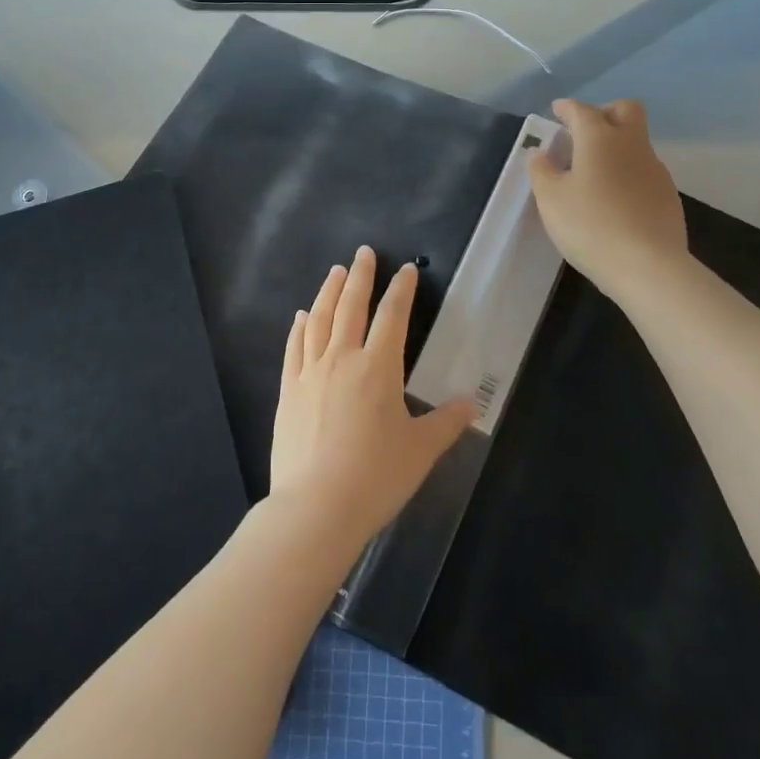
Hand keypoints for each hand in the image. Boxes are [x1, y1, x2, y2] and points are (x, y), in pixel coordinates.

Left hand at [269, 247, 474, 544]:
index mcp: (378, 368)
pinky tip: (301, 316)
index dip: (400, 290)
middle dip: (360, 276)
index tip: (404, 269)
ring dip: (328, 292)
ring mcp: (310, 372)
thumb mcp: (421, 450)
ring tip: (334, 272)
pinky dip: (299, 327)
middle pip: (351, 306)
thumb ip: (447, 423)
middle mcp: (342, 359)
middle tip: (363, 252)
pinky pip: (294, 348)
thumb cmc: (376, 477)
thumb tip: (471, 404)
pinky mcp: (288, 391)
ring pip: (319, 319)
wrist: (316, 506)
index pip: (393, 316)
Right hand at [527, 99, 690, 299]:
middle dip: (604, 112)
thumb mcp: (551, 199)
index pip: (582, 110)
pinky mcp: (668, 195)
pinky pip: (645, 170)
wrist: (648, 266)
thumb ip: (542, 170)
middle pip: (626, 110)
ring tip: (595, 172)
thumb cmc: (590, 225)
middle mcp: (631, 144)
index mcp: (599, 138)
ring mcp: (655, 169)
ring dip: (617, 145)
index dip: (567, 108)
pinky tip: (615, 198)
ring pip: (637, 141)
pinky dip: (628, 172)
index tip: (557, 111)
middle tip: (584, 132)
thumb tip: (541, 153)